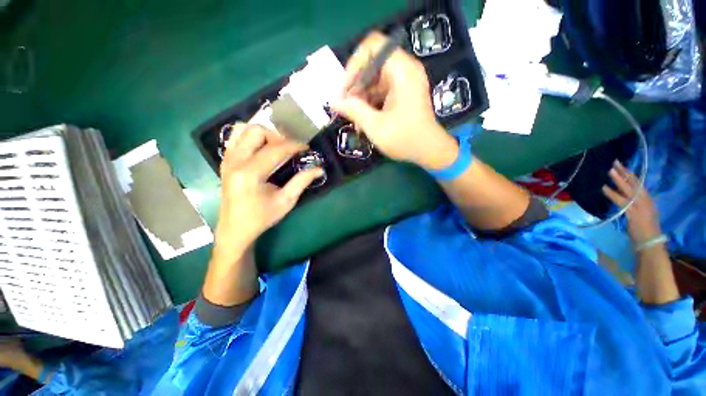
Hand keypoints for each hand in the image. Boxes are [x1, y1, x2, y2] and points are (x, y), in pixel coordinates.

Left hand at [213, 123, 322, 261]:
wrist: (235, 227)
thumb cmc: (262, 217)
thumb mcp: (286, 201)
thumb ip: (302, 182)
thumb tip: (319, 169)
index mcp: (250, 174)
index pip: (275, 149)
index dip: (294, 145)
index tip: (306, 148)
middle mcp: (235, 161)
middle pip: (257, 131)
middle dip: (278, 136)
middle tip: (290, 148)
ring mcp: (227, 159)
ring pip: (244, 129)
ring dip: (264, 134)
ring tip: (276, 146)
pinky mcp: (225, 160)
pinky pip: (236, 137)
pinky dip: (251, 136)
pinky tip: (262, 148)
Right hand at [332, 32, 457, 169]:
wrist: (429, 151)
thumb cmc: (405, 139)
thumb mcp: (375, 126)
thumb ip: (354, 111)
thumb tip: (333, 101)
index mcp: (402, 71)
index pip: (372, 47)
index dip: (354, 64)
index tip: (345, 90)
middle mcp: (405, 70)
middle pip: (372, 64)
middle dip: (355, 85)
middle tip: (346, 107)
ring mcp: (404, 82)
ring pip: (374, 79)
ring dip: (361, 97)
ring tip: (354, 118)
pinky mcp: (403, 93)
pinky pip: (381, 90)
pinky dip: (370, 102)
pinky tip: (364, 120)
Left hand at [602, 160, 661, 244]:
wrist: (650, 242)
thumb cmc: (646, 230)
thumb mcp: (645, 213)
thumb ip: (637, 204)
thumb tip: (628, 197)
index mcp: (648, 200)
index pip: (639, 184)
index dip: (630, 174)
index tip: (622, 166)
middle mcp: (646, 200)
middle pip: (634, 183)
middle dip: (624, 172)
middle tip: (615, 162)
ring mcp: (640, 206)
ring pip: (628, 189)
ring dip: (618, 179)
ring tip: (610, 171)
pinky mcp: (633, 213)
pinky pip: (621, 201)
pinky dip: (612, 194)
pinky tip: (604, 188)